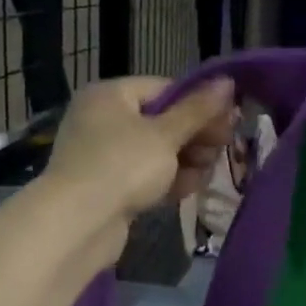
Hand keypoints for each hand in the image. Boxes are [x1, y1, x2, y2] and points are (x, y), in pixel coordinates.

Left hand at [44, 76, 236, 225]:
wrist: (78, 224)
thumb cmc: (123, 166)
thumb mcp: (166, 135)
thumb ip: (198, 110)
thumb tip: (227, 81)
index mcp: (110, 95)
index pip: (164, 89)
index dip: (198, 104)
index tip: (227, 122)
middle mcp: (102, 119)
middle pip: (161, 121)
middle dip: (194, 137)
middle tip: (220, 150)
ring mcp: (103, 155)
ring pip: (156, 152)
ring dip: (185, 162)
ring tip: (204, 174)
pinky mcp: (107, 186)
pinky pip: (144, 176)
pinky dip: (166, 180)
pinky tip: (187, 190)